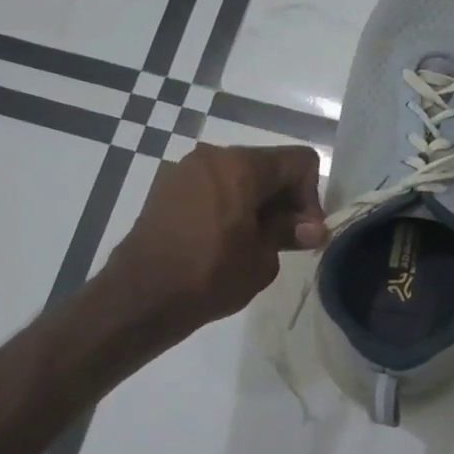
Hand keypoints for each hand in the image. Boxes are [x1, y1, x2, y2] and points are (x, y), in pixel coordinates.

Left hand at [107, 143, 326, 336]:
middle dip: (283, 198)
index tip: (301, 233)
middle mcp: (213, 156)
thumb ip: (290, 233)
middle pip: (268, 165)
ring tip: (250, 241)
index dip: (310, 197)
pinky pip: (212, 186)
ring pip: (239, 175)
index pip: (300, 162)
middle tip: (282, 240)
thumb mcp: (263, 258)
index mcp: (242, 166)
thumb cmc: (210, 275)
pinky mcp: (166, 188)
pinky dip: (227, 204)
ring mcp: (184, 169)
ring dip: (254, 202)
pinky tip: (221, 238)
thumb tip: (312, 228)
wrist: (141, 297)